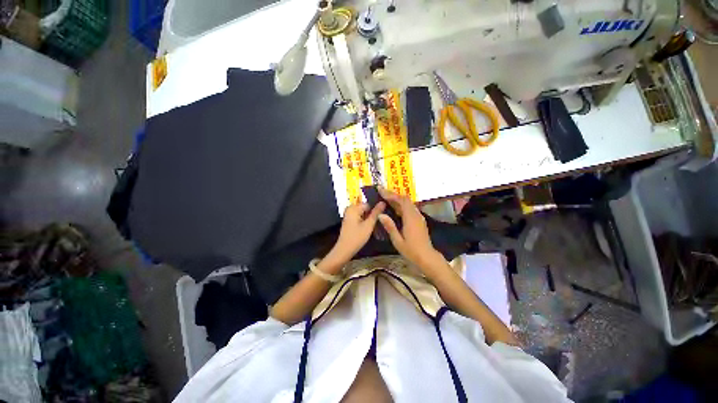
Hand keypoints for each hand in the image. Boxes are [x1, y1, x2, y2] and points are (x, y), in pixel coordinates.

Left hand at [326, 202, 385, 265]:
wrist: (344, 250)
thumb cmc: (357, 237)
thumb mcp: (369, 225)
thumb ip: (376, 213)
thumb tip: (383, 202)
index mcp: (353, 208)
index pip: (368, 204)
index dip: (375, 210)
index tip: (380, 218)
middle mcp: (350, 209)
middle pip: (365, 208)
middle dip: (372, 215)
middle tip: (377, 224)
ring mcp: (348, 215)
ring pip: (363, 213)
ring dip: (368, 219)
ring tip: (374, 227)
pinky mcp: (349, 221)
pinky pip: (359, 217)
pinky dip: (364, 222)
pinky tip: (367, 229)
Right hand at [377, 187, 443, 267]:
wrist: (427, 257)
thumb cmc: (411, 250)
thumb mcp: (397, 240)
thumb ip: (390, 226)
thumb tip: (380, 215)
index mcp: (410, 218)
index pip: (401, 200)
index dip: (390, 194)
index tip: (380, 190)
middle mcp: (415, 214)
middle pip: (405, 199)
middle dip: (393, 194)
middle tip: (381, 192)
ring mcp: (418, 217)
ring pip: (408, 203)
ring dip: (397, 199)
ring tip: (386, 198)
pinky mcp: (419, 220)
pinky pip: (410, 208)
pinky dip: (401, 204)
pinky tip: (395, 208)